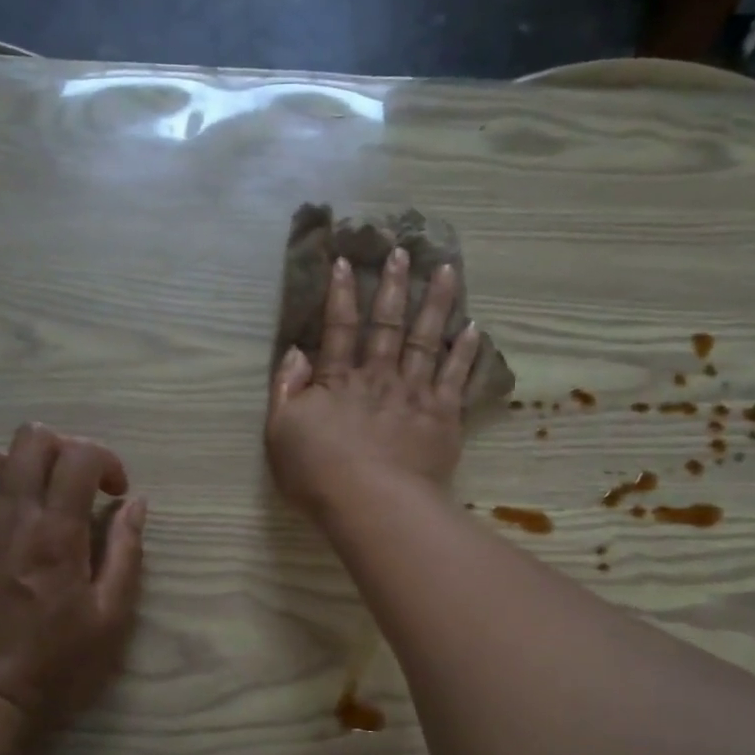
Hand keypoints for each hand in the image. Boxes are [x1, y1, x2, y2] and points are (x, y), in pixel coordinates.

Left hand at [0, 423, 145, 728]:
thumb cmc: (57, 665)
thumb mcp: (111, 617)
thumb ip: (126, 553)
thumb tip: (135, 504)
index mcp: (57, 534)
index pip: (79, 456)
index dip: (105, 460)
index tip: (115, 492)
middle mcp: (11, 518)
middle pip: (30, 439)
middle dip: (63, 449)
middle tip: (76, 485)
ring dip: (17, 465)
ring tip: (34, 497)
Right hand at [265, 247, 481, 513]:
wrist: (373, 503)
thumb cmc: (319, 473)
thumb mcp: (281, 432)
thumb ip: (286, 389)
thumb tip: (296, 352)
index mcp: (338, 380)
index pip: (338, 328)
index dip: (340, 295)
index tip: (345, 262)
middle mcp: (379, 376)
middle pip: (387, 324)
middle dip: (393, 286)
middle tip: (403, 251)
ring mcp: (415, 393)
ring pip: (426, 339)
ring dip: (436, 303)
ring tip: (448, 270)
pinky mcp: (442, 415)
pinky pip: (456, 376)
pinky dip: (465, 351)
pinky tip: (474, 328)